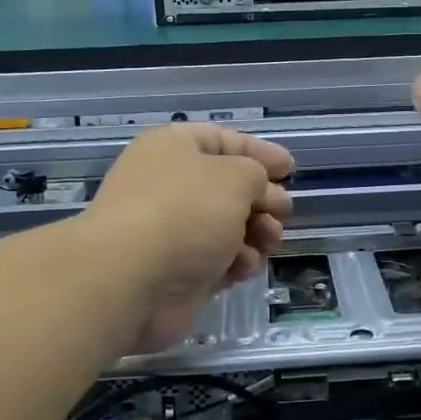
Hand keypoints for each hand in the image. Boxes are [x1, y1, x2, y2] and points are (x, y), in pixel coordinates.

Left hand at [82, 124, 294, 352]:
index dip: (259, 152)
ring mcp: (171, 231)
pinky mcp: (177, 270)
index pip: (223, 140)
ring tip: (269, 241)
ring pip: (228, 226)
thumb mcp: (236, 177)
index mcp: (173, 148)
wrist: (131, 279)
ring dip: (256, 233)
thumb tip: (261, 192)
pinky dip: (236, 262)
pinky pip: (218, 260)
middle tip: (283, 212)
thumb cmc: (185, 211)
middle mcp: (169, 185)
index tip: (290, 169)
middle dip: (262, 199)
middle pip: (228, 187)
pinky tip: (244, 267)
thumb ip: (258, 175)